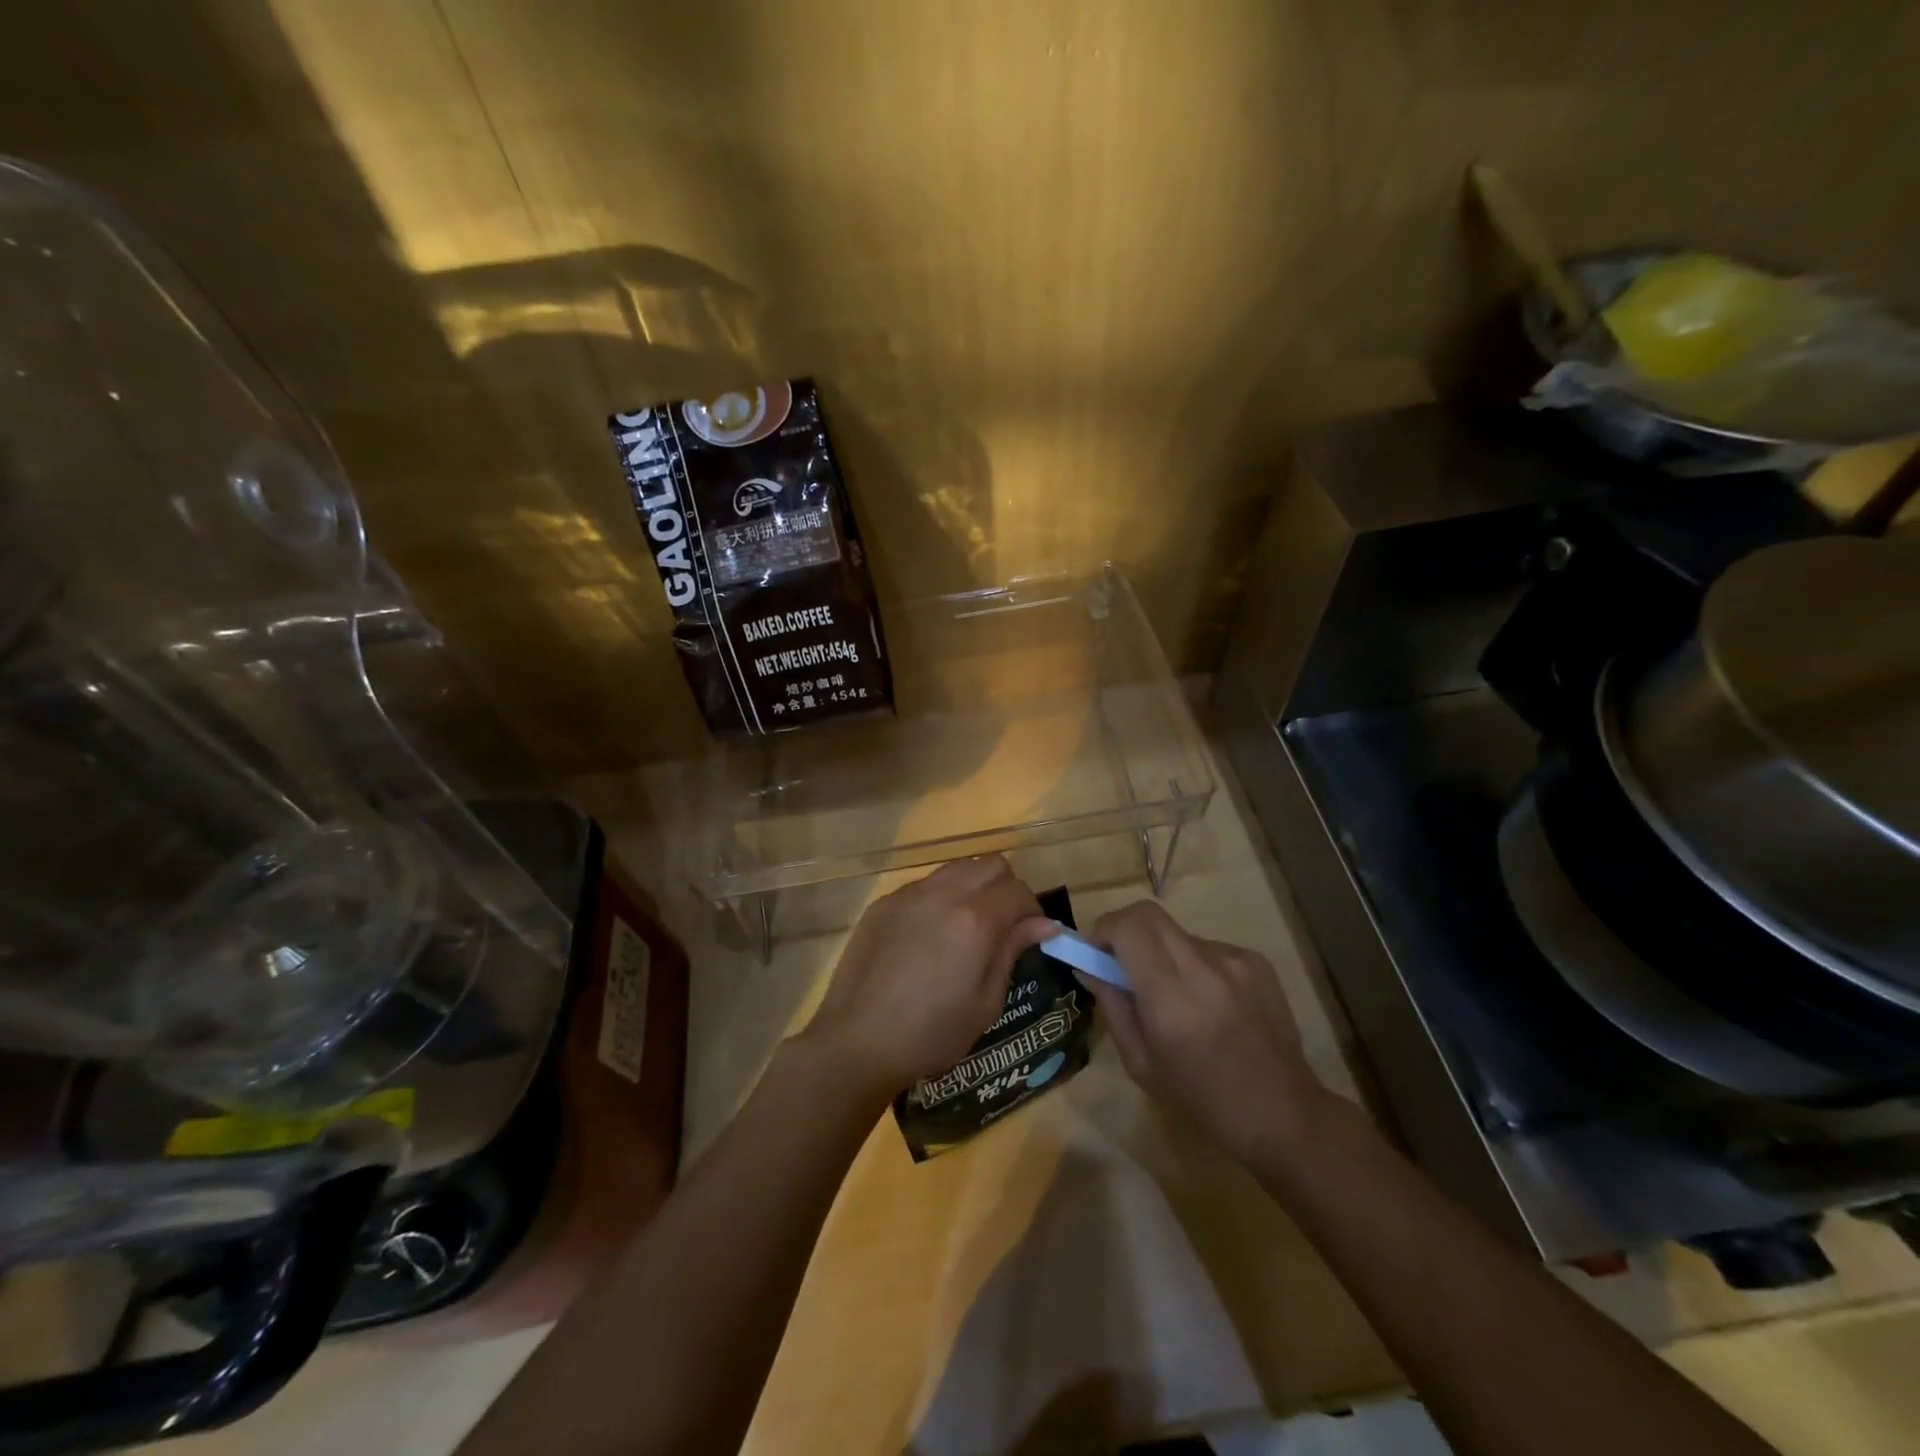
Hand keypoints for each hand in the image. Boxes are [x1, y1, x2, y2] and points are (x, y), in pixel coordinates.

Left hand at [803, 856, 1053, 1100]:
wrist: (857, 1041)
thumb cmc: (930, 1034)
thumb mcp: (985, 1003)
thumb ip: (1012, 952)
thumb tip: (1042, 924)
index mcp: (974, 919)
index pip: (1018, 891)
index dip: (1033, 912)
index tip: (1033, 937)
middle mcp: (943, 894)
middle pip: (990, 865)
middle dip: (1006, 889)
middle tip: (1004, 926)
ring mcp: (909, 894)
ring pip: (956, 868)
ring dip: (974, 887)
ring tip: (969, 926)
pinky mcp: (884, 904)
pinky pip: (924, 884)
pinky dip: (940, 897)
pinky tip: (931, 934)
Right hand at [1087, 901, 1329, 1164]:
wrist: (1282, 1113)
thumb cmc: (1202, 1098)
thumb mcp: (1140, 1063)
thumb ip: (1113, 1007)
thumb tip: (1090, 968)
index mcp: (1171, 998)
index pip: (1129, 927)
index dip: (1104, 930)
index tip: (1097, 953)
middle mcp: (1204, 968)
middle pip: (1149, 914)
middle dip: (1125, 930)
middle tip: (1121, 962)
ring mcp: (1235, 960)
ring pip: (1178, 934)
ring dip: (1162, 953)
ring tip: (1175, 996)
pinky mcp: (1256, 961)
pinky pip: (1209, 948)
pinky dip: (1195, 965)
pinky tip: (1209, 1003)